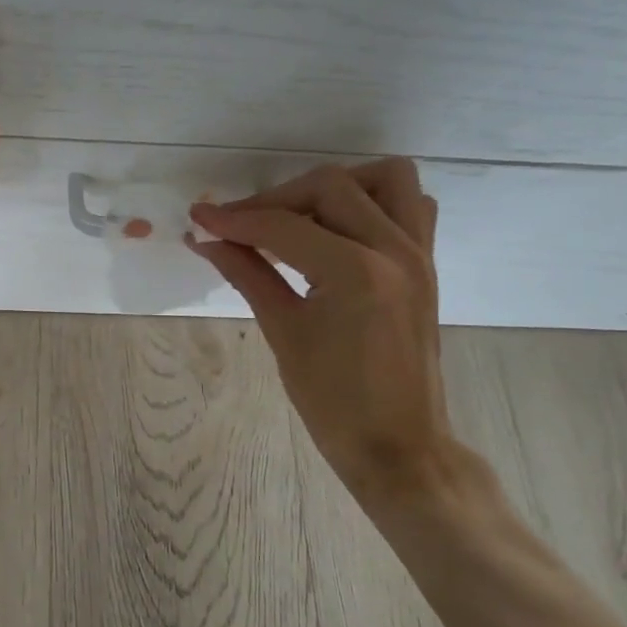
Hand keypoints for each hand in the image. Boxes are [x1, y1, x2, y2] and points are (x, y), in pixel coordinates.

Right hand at [188, 159, 487, 510]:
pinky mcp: (426, 265)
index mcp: (356, 273)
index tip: (200, 217)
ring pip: (384, 179)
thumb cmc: (334, 403)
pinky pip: (410, 206)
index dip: (236, 219)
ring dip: (336, 186)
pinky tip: (339, 230)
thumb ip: (247, 274)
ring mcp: (419, 254)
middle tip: (239, 226)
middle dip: (276, 199)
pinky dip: (374, 202)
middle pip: (330, 187)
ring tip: (298, 217)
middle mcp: (395, 250)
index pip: (284, 227)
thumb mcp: (284, 334)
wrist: (399, 447)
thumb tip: (207, 240)